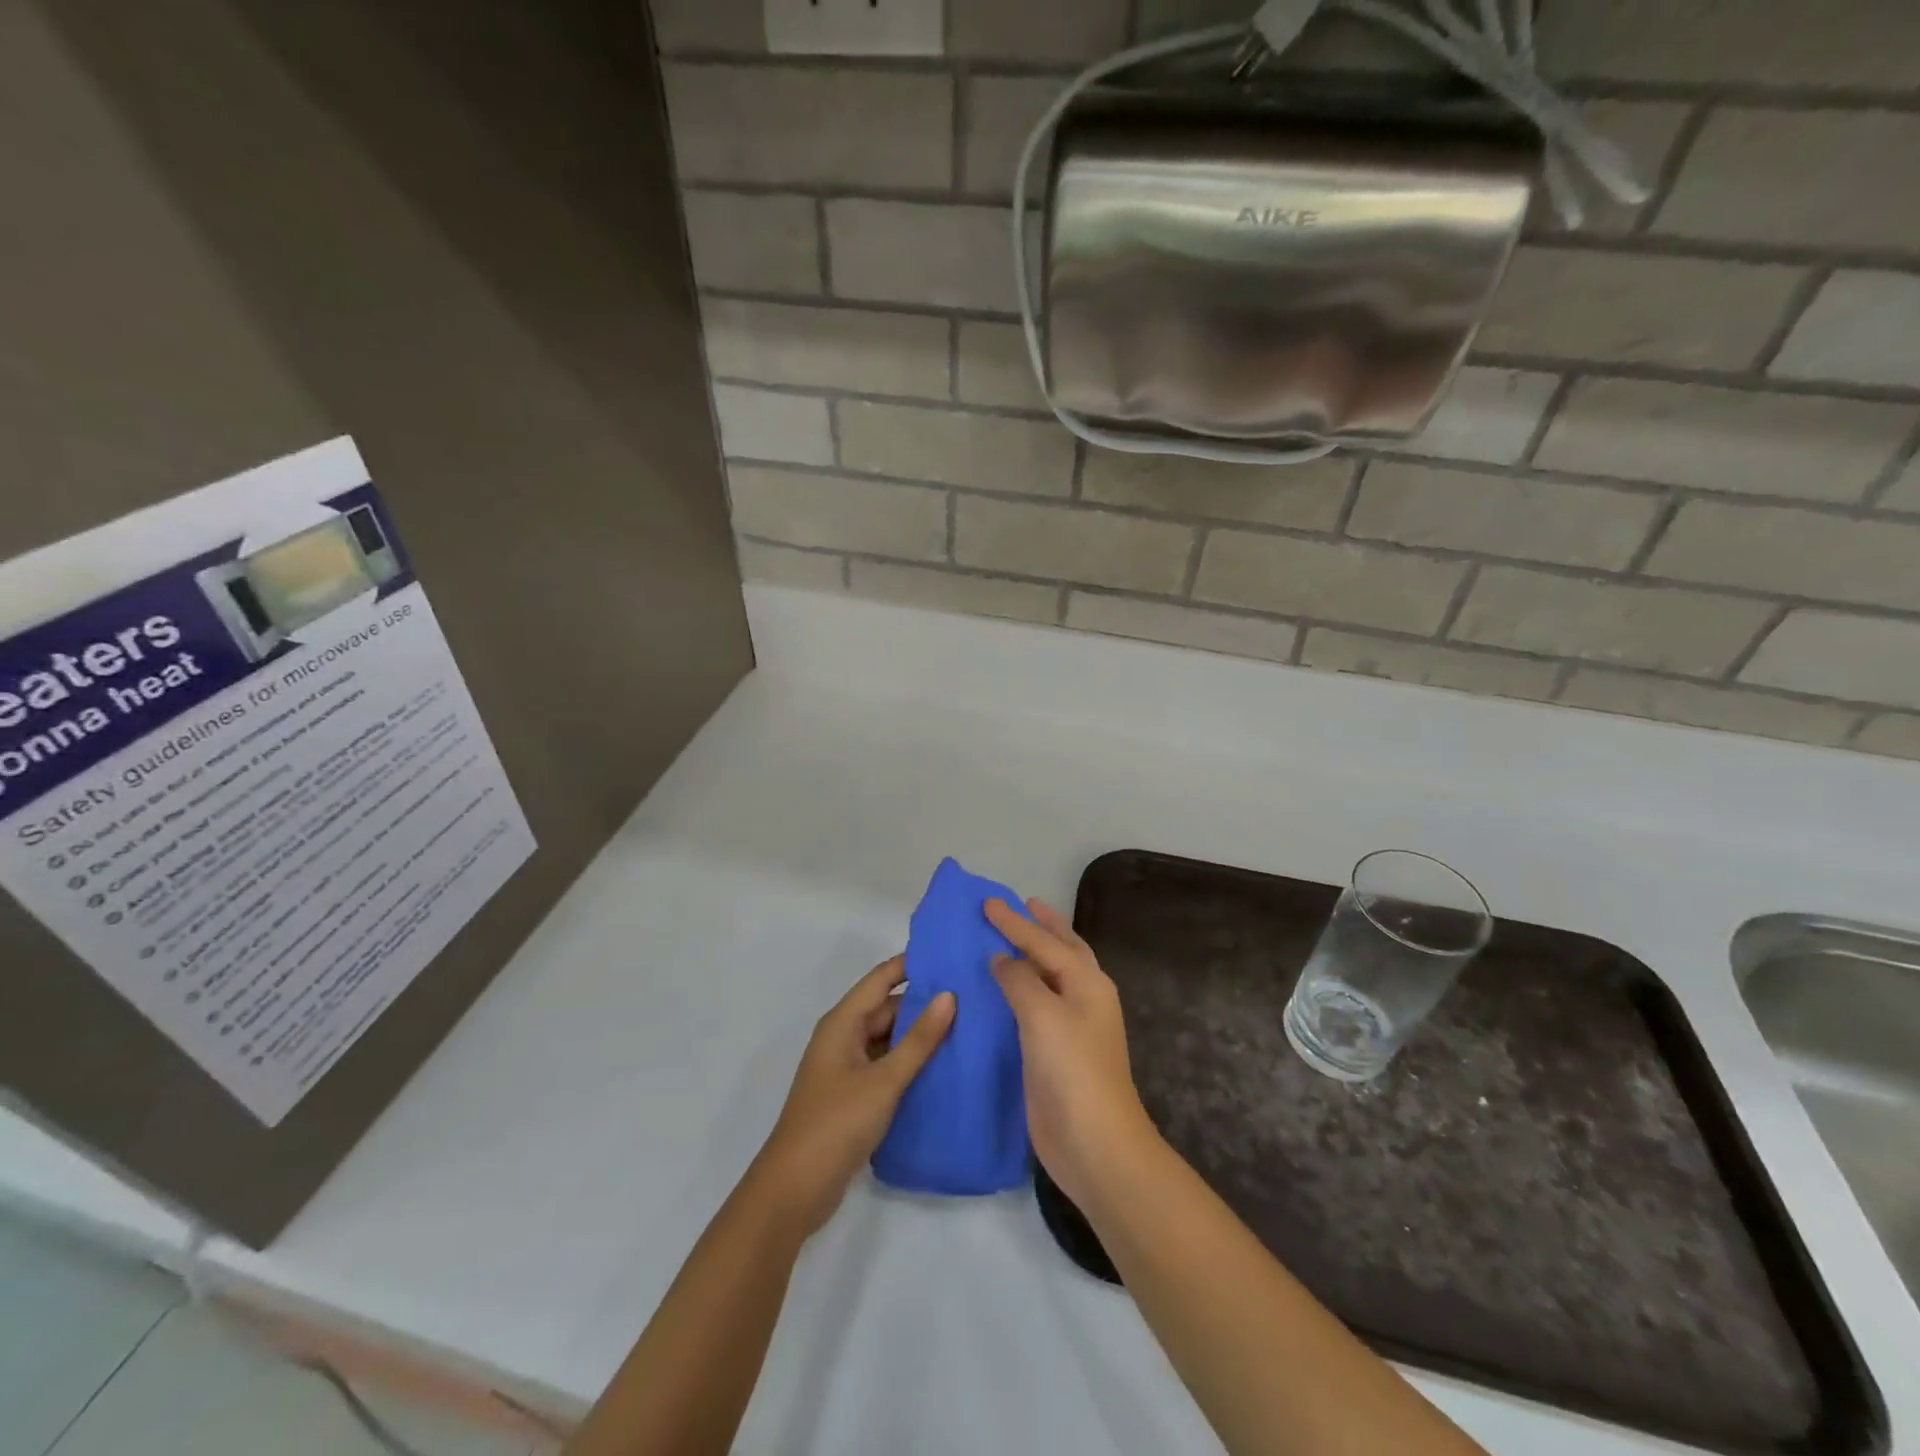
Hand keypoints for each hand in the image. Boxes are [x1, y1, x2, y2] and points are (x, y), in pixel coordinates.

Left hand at [750, 957, 954, 1237]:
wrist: (795, 1189)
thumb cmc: (837, 1123)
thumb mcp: (884, 1079)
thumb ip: (919, 1039)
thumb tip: (949, 995)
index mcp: (843, 1022)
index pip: (882, 978)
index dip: (913, 964)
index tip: (952, 955)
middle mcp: (843, 1036)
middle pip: (887, 1008)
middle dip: (924, 1002)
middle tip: (972, 997)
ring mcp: (847, 1067)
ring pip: (888, 1038)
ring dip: (919, 1035)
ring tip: (967, 1027)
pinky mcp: (853, 1094)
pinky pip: (886, 1064)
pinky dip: (910, 1062)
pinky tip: (943, 1067)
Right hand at [987, 899, 1156, 1212]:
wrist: (1093, 1142)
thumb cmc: (1072, 1069)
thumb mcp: (1042, 1014)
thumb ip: (1019, 979)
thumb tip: (1002, 958)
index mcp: (1087, 982)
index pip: (1044, 941)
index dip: (1014, 921)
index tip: (987, 901)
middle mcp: (1083, 997)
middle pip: (1061, 950)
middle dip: (1043, 926)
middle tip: (1023, 903)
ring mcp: (1071, 1026)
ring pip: (1049, 978)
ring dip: (1031, 956)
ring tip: (1010, 938)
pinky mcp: (1054, 1052)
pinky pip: (1035, 1007)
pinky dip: (1020, 990)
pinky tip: (1000, 990)